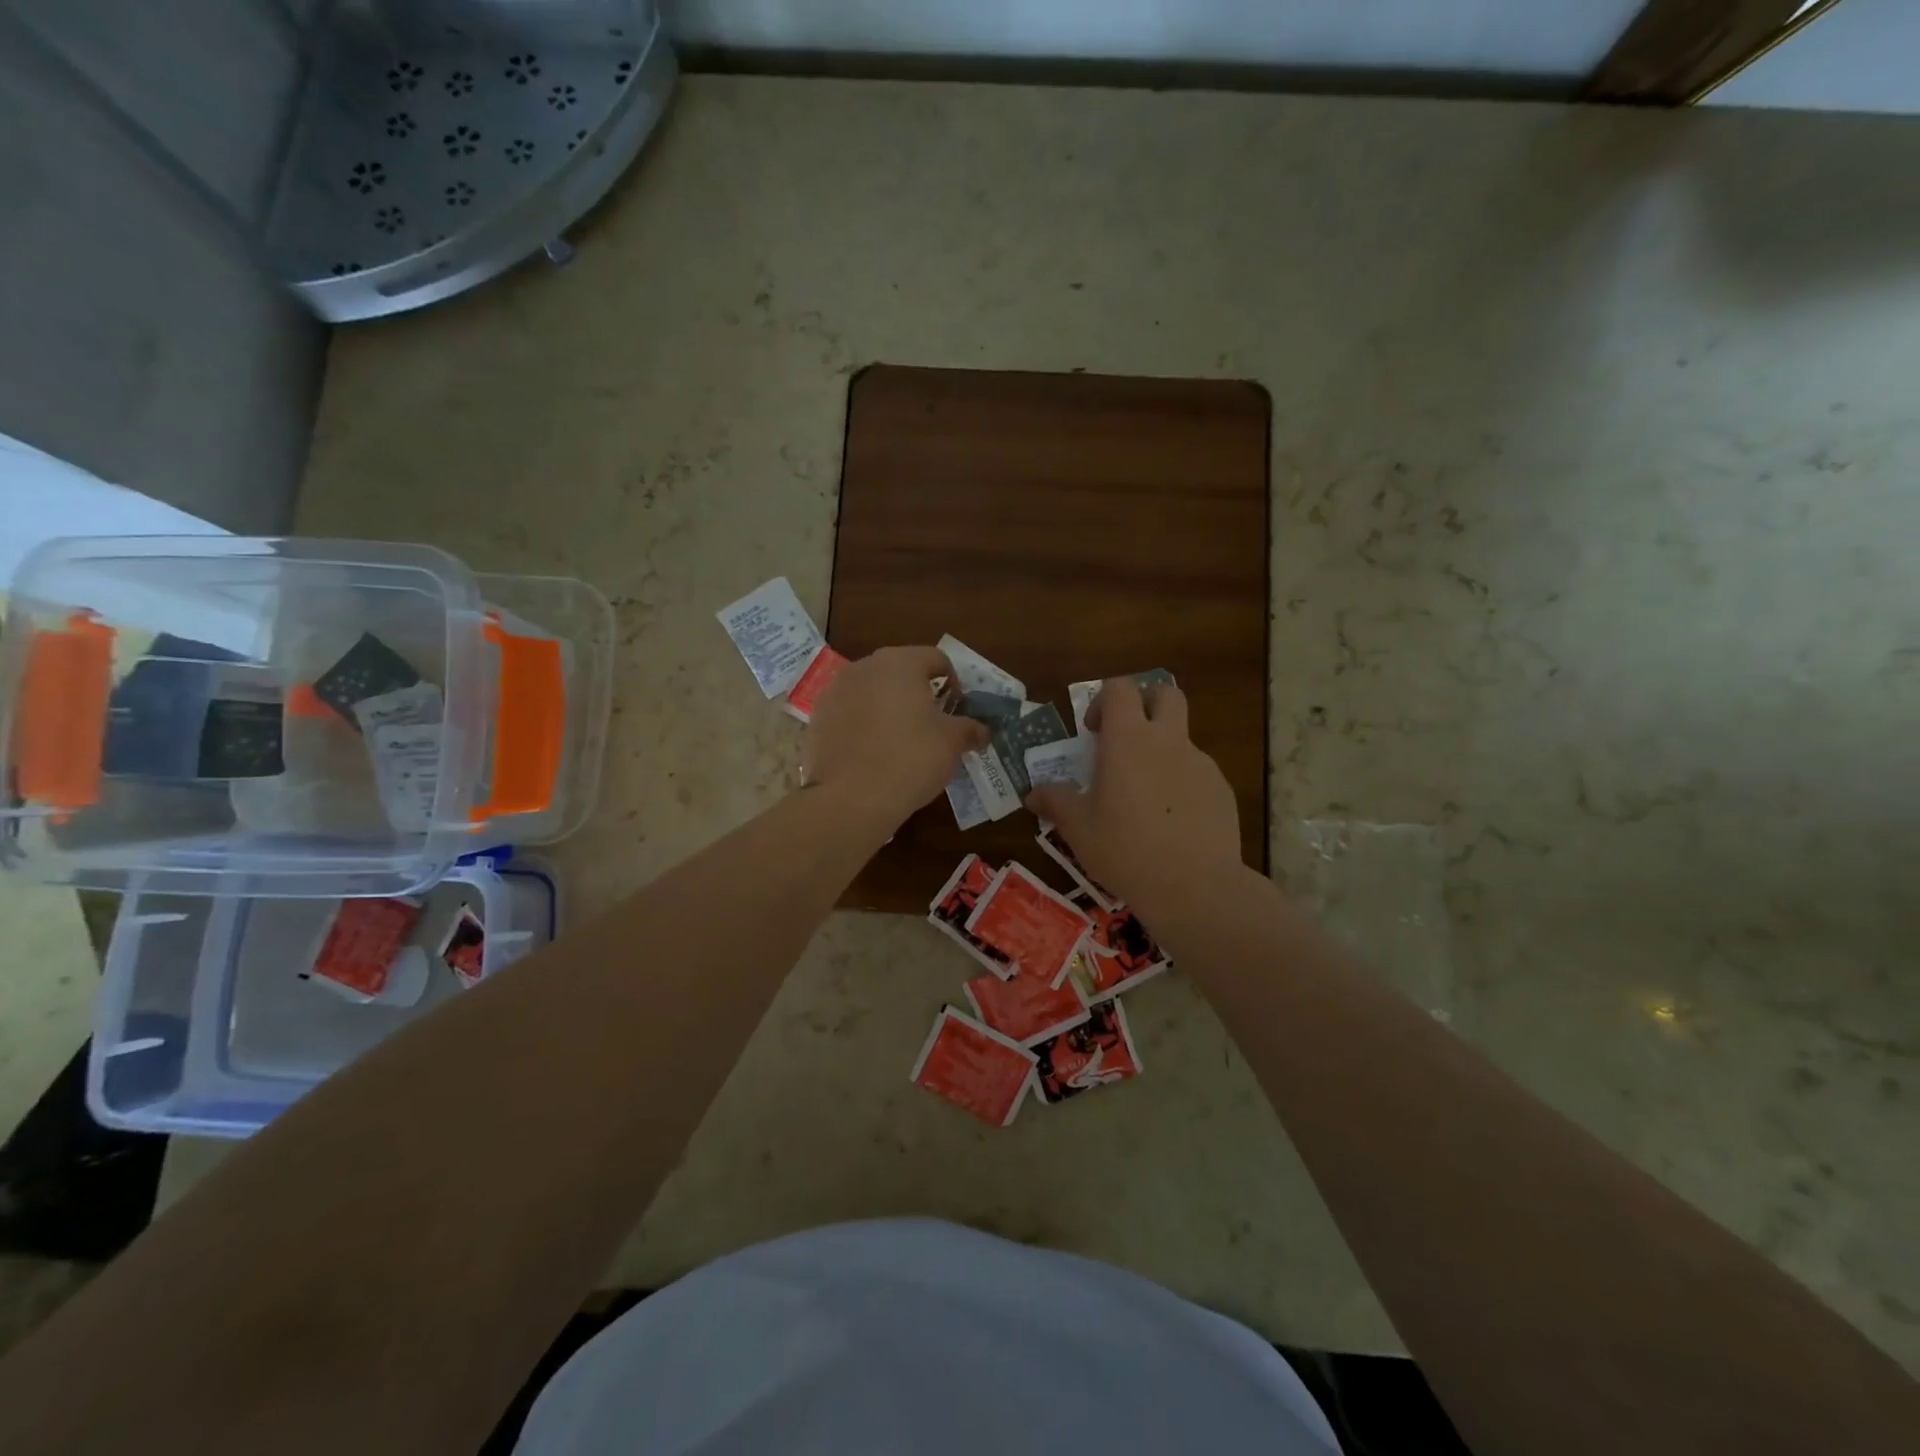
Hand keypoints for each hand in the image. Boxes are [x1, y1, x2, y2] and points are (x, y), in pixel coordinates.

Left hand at [803, 646, 987, 825]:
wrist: (852, 798)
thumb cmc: (911, 759)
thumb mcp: (951, 743)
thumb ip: (969, 729)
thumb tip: (983, 730)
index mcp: (900, 663)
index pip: (935, 658)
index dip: (953, 681)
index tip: (957, 709)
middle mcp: (864, 667)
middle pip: (899, 671)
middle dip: (917, 692)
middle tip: (931, 723)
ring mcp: (834, 691)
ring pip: (870, 691)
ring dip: (886, 707)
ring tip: (898, 739)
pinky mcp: (816, 719)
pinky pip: (848, 714)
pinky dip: (861, 725)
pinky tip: (871, 754)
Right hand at [1026, 677, 1241, 921]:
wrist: (1195, 886)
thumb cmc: (1125, 850)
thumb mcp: (1079, 829)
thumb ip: (1056, 802)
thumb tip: (1033, 793)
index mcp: (1129, 740)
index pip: (1120, 687)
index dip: (1104, 700)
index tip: (1093, 732)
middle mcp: (1168, 740)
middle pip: (1165, 693)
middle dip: (1145, 704)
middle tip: (1125, 739)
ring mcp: (1201, 763)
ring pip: (1182, 737)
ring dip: (1161, 750)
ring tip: (1144, 797)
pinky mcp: (1222, 789)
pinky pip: (1197, 773)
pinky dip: (1181, 783)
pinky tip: (1171, 823)